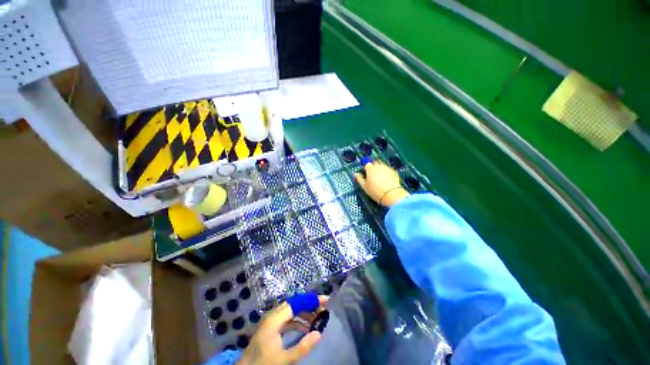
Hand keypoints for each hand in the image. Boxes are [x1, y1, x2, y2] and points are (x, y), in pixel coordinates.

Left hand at [238, 296, 327, 364]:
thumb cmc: (263, 364)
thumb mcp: (283, 359)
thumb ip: (302, 347)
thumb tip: (319, 334)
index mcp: (275, 319)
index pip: (297, 303)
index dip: (312, 301)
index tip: (326, 301)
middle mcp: (273, 315)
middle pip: (295, 304)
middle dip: (309, 304)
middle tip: (324, 308)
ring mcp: (271, 320)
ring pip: (291, 310)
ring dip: (304, 312)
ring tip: (318, 317)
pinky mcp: (271, 326)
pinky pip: (287, 318)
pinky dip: (298, 320)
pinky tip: (306, 327)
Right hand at [354, 161, 409, 206]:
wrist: (392, 195)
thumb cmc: (375, 191)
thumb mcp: (364, 186)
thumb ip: (359, 179)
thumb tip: (356, 174)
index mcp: (370, 168)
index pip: (366, 164)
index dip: (364, 169)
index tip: (364, 174)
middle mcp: (379, 166)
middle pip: (374, 163)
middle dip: (372, 167)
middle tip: (371, 175)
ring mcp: (387, 168)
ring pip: (381, 165)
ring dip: (379, 169)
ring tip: (378, 177)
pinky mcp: (393, 171)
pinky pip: (387, 169)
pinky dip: (385, 172)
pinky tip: (385, 179)